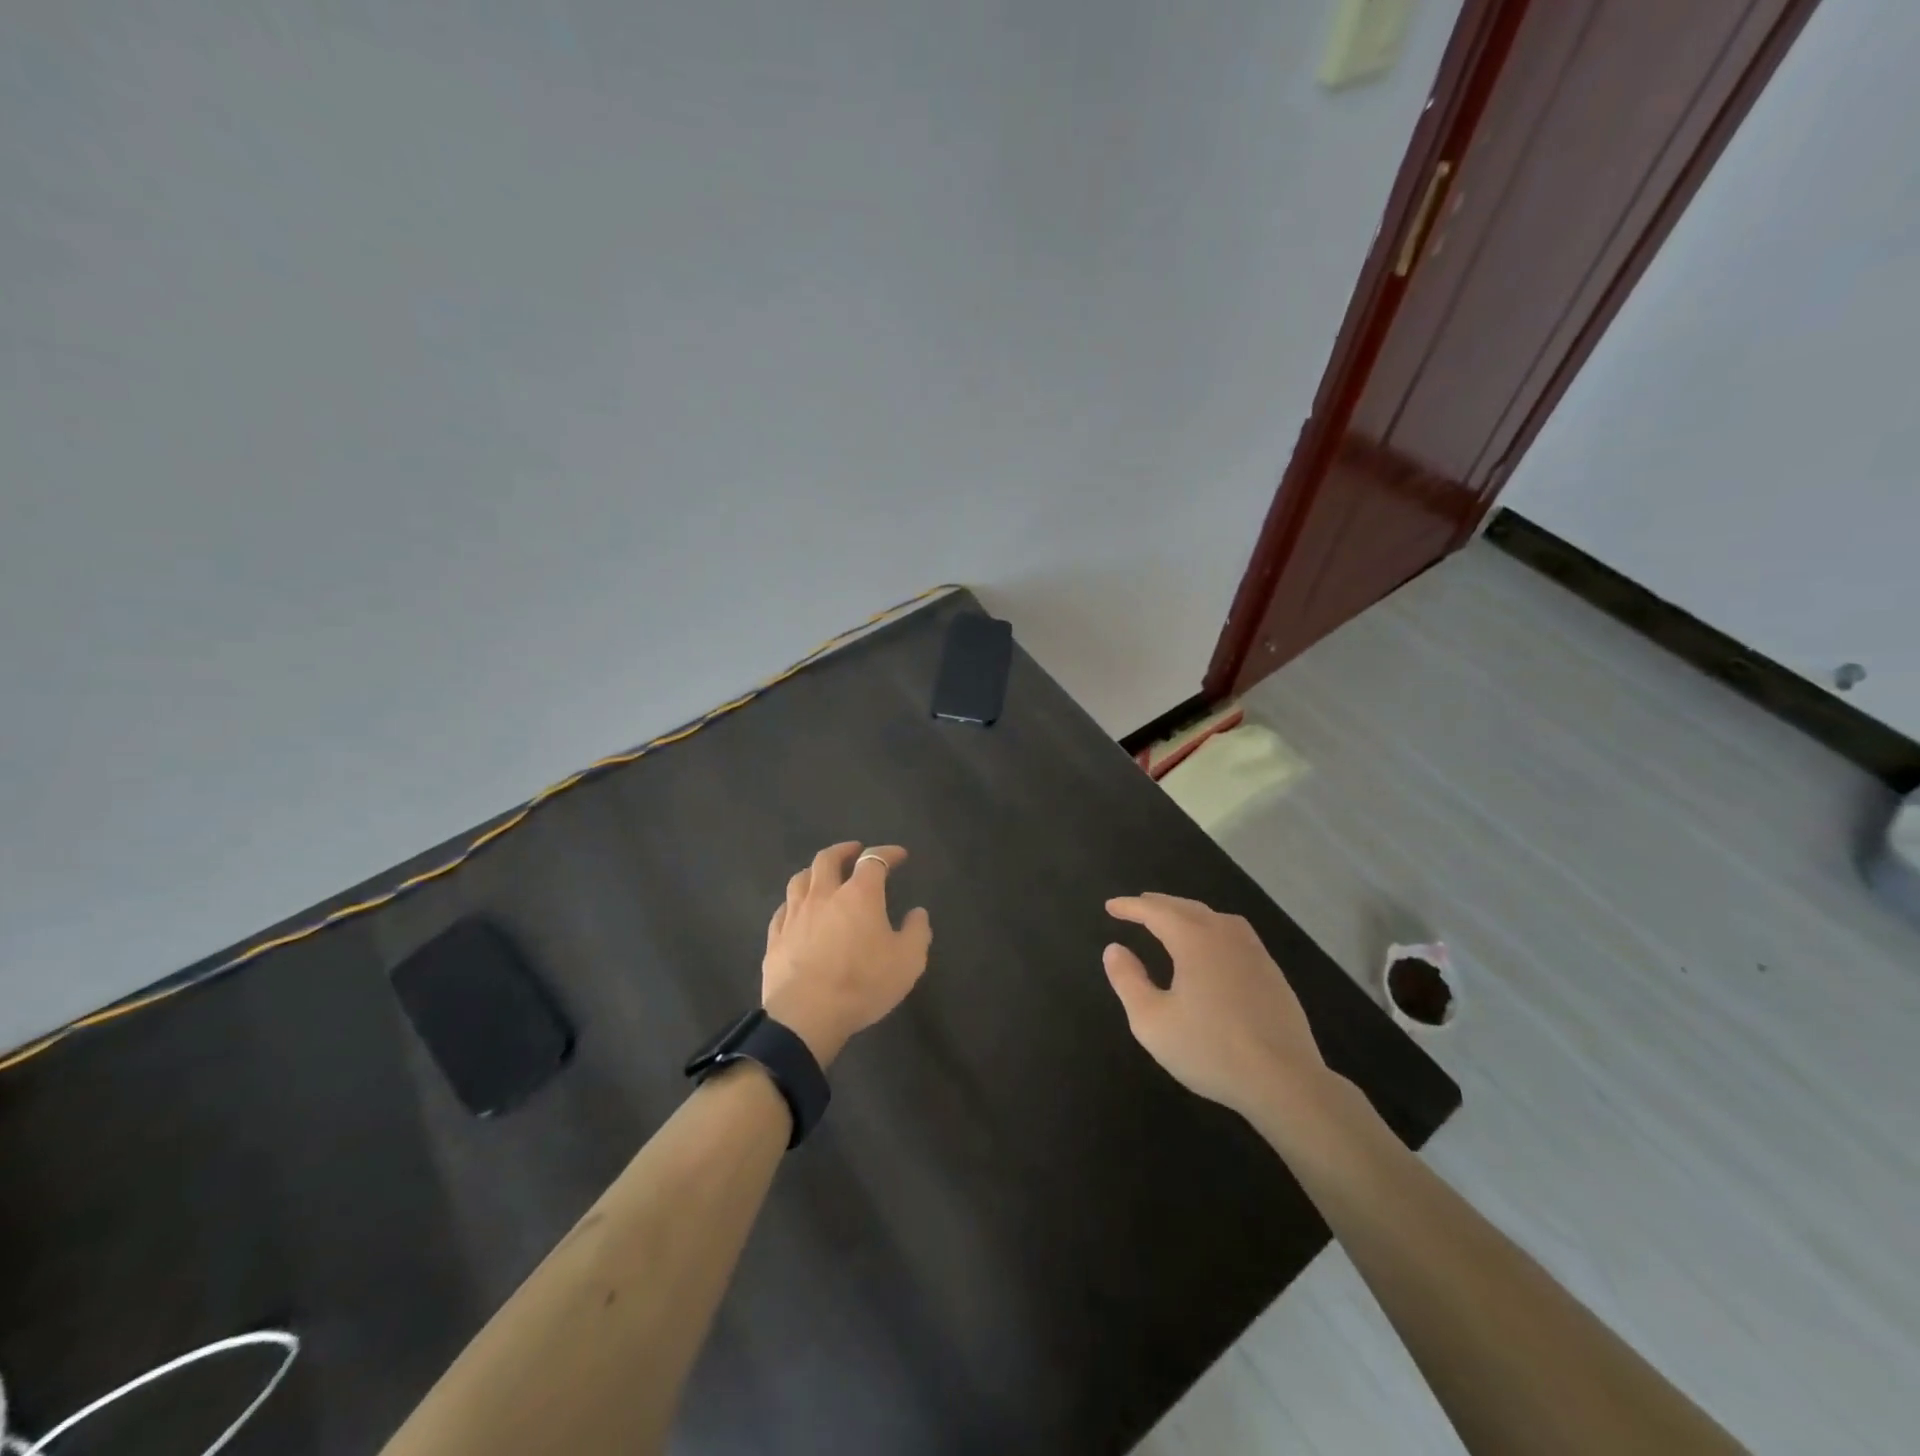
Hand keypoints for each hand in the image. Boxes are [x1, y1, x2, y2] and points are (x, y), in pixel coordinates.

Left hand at [761, 842, 932, 1067]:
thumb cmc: (862, 984)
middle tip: (854, 851)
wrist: (806, 1016)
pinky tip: (796, 909)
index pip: (874, 860)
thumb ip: (917, 932)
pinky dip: (794, 902)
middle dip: (843, 850)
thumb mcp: (908, 962)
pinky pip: (783, 909)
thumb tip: (917, 913)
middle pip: (828, 859)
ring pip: (800, 879)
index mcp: (859, 895)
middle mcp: (824, 895)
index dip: (887, 853)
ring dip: (814, 871)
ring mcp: (795, 915)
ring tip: (822, 874)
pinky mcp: (775, 937)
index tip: (899, 855)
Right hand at [1103, 893, 1335, 1122]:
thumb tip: (1114, 949)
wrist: (1285, 1081)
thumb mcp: (1152, 1021)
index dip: (1130, 907)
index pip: (1155, 912)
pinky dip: (1212, 928)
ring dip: (1188, 913)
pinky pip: (1235, 934)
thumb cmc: (1210, 1050)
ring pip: (1215, 918)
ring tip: (1172, 920)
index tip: (1110, 906)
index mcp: (1194, 940)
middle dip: (1159, 905)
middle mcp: (1225, 935)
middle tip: (1137, 906)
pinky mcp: (1272, 973)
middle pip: (1186, 908)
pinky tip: (1212, 948)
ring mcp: (1254, 952)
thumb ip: (1128, 981)